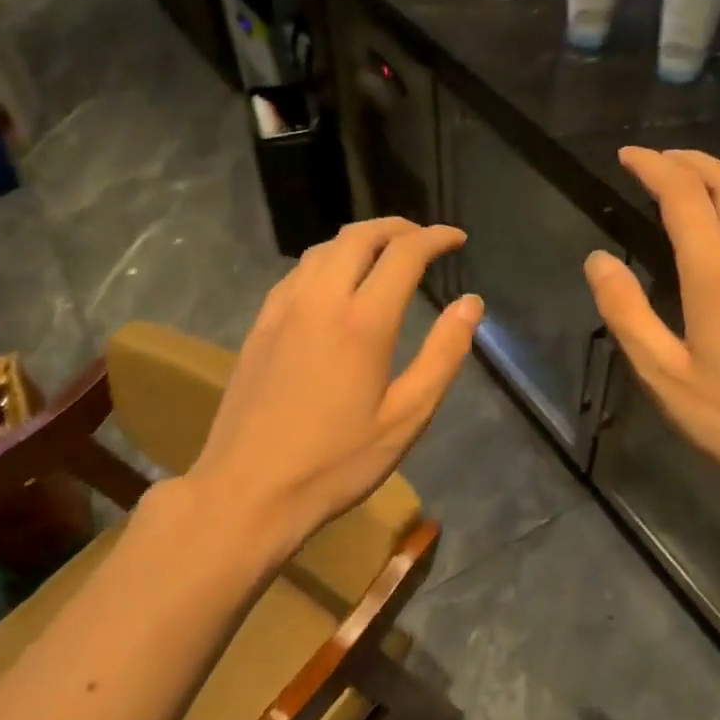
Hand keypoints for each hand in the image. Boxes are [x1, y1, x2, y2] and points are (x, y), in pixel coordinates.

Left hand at [187, 218, 481, 552]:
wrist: (248, 491)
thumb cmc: (336, 463)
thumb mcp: (406, 418)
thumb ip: (442, 356)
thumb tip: (471, 304)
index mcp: (362, 322)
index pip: (404, 254)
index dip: (435, 238)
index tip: (457, 238)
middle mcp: (319, 300)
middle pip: (359, 236)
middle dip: (398, 228)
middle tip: (424, 239)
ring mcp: (282, 310)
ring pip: (323, 249)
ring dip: (360, 239)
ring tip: (386, 253)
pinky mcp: (259, 325)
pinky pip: (298, 272)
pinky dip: (328, 260)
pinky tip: (335, 283)